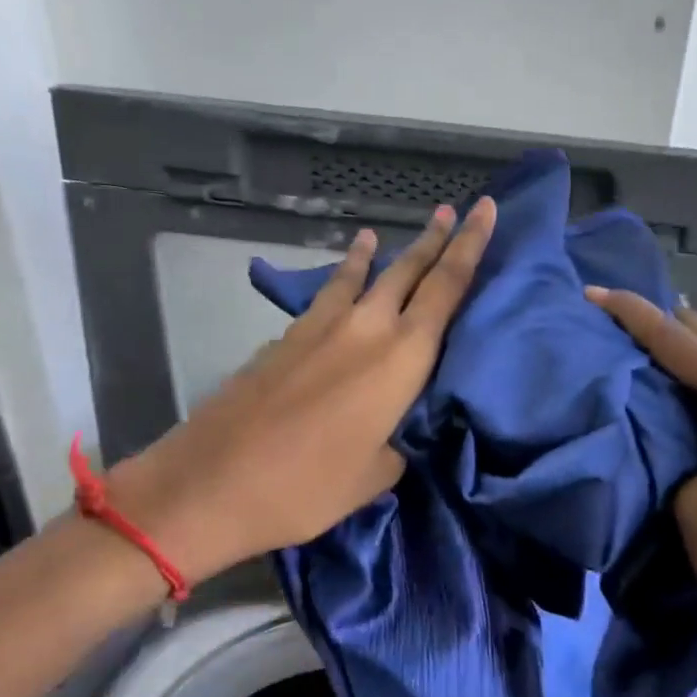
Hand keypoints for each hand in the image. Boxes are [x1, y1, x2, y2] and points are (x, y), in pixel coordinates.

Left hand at [109, 199, 497, 583]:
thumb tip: (388, 435)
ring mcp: (317, 329)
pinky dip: (339, 285)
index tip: (485, 210)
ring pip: (357, 277)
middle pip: (407, 270)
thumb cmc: (308, 486)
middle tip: (452, 210)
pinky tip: (337, 289)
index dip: (469, 246)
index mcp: (401, 359)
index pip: (446, 289)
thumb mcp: (373, 477)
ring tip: (377, 235)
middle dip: (434, 240)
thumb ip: (394, 445)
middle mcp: (364, 328)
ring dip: (376, 255)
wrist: (212, 482)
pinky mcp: (282, 340)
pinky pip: (324, 299)